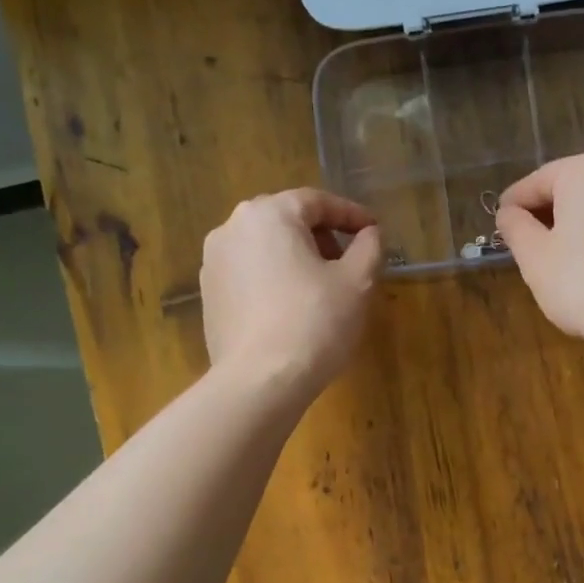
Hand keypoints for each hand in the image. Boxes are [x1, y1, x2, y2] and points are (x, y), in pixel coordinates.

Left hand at [200, 189, 383, 400]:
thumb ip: (369, 247)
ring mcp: (213, 263)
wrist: (260, 380)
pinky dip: (275, 280)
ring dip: (297, 259)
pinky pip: (250, 275)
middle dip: (322, 236)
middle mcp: (232, 228)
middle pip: (287, 221)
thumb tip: (370, 233)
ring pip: (266, 248)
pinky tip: (294, 309)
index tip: (374, 231)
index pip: (316, 201)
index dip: (351, 214)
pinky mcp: (209, 296)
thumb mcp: (357, 282)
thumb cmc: (315, 322)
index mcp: (269, 214)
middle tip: (350, 261)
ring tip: (323, 288)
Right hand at [495, 151, 583, 342]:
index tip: (499, 222)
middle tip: (527, 241)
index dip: (514, 203)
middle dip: (549, 212)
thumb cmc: (582, 282)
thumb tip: (509, 213)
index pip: (539, 181)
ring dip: (579, 224)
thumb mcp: (534, 257)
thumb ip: (515, 227)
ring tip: (559, 255)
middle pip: (574, 188)